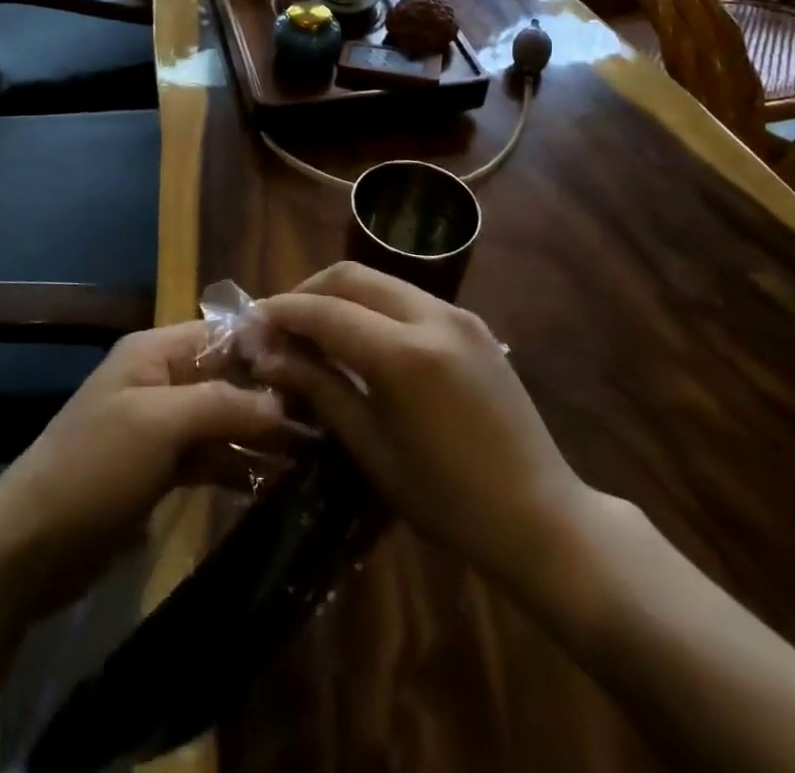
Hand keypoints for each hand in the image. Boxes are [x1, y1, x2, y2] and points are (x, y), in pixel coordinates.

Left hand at [0, 321, 299, 612]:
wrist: (31, 545)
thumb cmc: (95, 466)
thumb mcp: (159, 424)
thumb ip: (222, 404)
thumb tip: (285, 404)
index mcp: (154, 351)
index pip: (222, 334)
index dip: (267, 349)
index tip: (320, 370)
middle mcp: (160, 379)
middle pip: (227, 378)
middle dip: (271, 397)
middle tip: (329, 420)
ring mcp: (160, 426)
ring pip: (222, 419)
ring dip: (260, 434)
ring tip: (315, 454)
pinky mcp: (160, 469)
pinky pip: (210, 456)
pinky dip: (238, 465)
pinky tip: (276, 482)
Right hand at [251, 263, 597, 603]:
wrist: (543, 518)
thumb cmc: (448, 500)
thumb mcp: (372, 448)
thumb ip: (320, 388)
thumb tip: (269, 356)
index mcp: (403, 354)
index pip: (325, 310)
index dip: (282, 312)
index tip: (251, 325)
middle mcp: (431, 317)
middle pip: (351, 275)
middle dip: (308, 291)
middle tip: (280, 323)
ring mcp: (458, 315)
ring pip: (381, 280)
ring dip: (340, 294)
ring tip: (314, 329)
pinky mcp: (473, 324)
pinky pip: (408, 297)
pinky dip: (374, 305)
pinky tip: (360, 337)